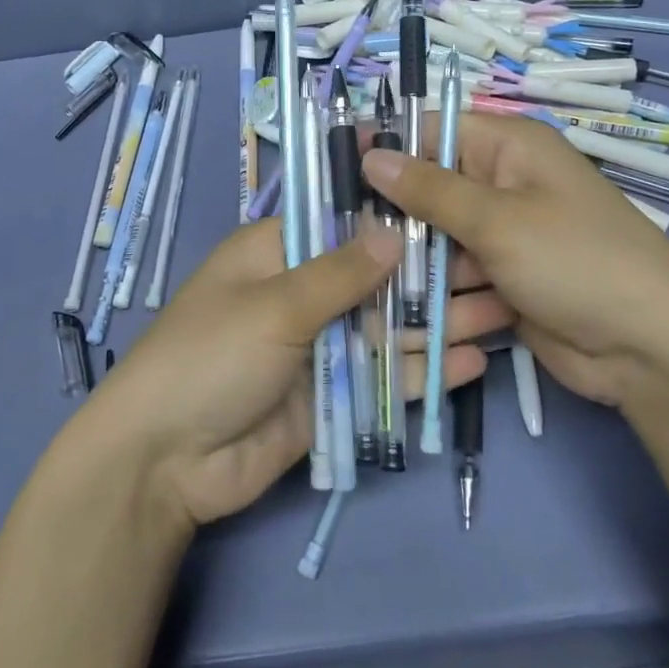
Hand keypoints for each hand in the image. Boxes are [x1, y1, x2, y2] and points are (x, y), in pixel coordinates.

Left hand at [80, 218, 506, 526]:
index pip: (341, 221)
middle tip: (497, 264)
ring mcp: (318, 346)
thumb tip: (394, 232)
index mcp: (275, 252)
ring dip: (436, 323)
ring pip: (385, 327)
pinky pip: (382, 378)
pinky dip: (422, 371)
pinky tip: (473, 362)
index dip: (392, 215)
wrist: (164, 462)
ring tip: (503, 310)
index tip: (451, 205)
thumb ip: (338, 274)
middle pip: (373, 277)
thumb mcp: (273, 306)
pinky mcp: (331, 397)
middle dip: (428, 273)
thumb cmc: (209, 357)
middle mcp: (300, 292)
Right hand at [362, 112, 668, 407]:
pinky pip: (456, 274)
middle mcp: (503, 182)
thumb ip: (428, 189)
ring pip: (437, 236)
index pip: (433, 129)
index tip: (339, 172)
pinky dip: (441, 293)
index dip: (387, 146)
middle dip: (396, 215)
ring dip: (415, 263)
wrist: (650, 352)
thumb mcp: (497, 221)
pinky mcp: (504, 277)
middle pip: (430, 187)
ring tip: (373, 286)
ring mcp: (504, 233)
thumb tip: (370, 155)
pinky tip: (414, 316)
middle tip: (350, 238)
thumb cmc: (576, 263)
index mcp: (509, 147)